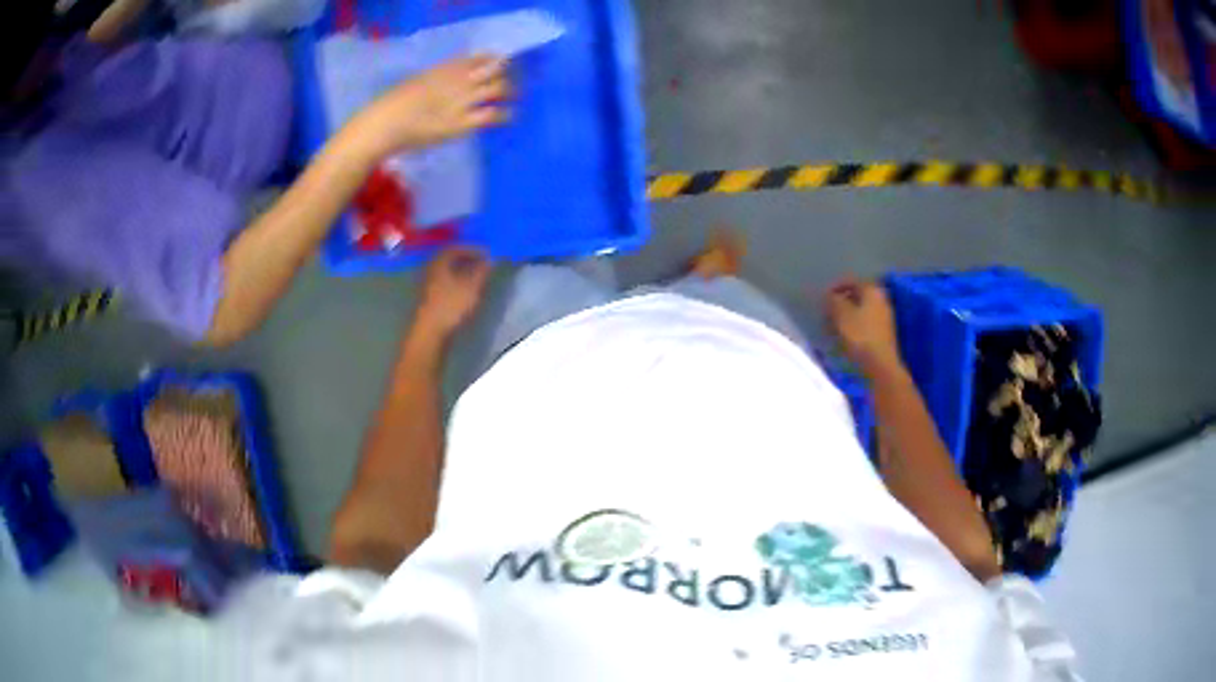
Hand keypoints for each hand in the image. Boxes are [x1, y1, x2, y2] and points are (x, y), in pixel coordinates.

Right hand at [349, 56, 510, 160]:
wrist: (384, 124)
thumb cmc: (392, 106)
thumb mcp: (418, 81)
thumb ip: (437, 78)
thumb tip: (450, 78)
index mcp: (444, 68)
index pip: (478, 58)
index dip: (492, 60)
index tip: (498, 65)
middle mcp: (458, 79)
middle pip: (494, 69)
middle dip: (505, 74)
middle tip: (509, 82)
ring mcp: (462, 100)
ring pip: (499, 88)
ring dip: (509, 91)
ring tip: (512, 97)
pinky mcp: (462, 122)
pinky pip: (492, 114)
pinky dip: (505, 114)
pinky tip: (508, 116)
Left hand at [413, 247, 492, 341]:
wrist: (430, 331)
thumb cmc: (451, 305)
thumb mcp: (472, 286)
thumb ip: (482, 271)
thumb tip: (490, 259)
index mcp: (440, 262)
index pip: (456, 248)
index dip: (472, 249)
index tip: (486, 253)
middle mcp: (431, 269)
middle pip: (449, 259)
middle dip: (466, 259)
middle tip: (481, 263)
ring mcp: (428, 285)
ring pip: (446, 272)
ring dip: (461, 272)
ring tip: (476, 277)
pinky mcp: (428, 298)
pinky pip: (444, 283)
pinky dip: (456, 282)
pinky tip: (464, 290)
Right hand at [825, 278, 903, 377]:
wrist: (881, 365)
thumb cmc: (860, 336)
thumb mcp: (841, 314)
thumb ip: (833, 301)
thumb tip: (830, 296)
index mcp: (872, 290)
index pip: (851, 280)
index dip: (835, 287)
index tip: (823, 298)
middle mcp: (881, 299)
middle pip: (857, 295)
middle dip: (841, 302)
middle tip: (827, 312)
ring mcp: (884, 317)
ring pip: (861, 309)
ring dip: (847, 315)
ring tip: (833, 326)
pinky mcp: (884, 333)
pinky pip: (866, 322)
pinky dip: (854, 325)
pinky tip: (845, 336)